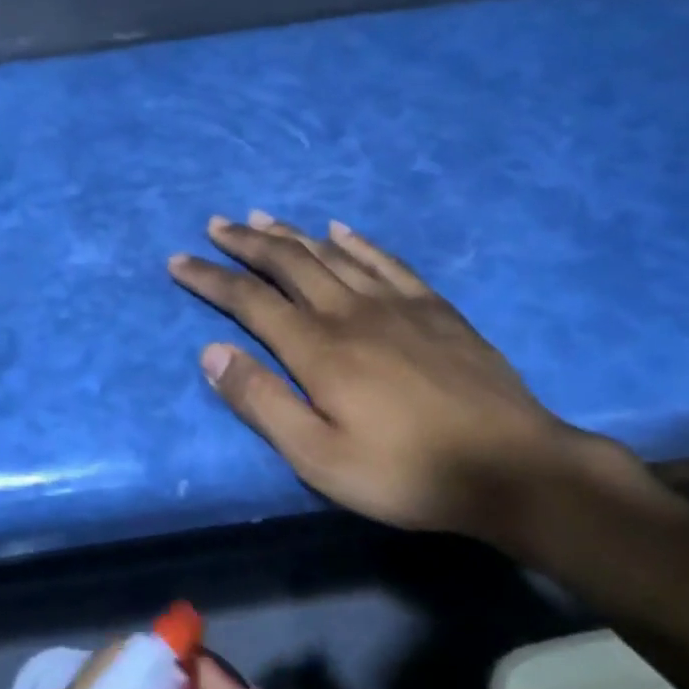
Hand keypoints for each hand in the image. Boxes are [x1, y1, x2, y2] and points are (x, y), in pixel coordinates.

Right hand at [169, 213, 618, 542]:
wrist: (510, 467)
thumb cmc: (404, 472)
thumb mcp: (318, 456)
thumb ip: (262, 402)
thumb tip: (212, 353)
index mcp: (317, 348)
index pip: (249, 300)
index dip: (210, 278)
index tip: (178, 260)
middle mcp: (350, 311)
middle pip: (288, 264)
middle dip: (246, 243)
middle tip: (217, 224)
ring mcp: (396, 304)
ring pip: (331, 254)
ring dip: (292, 234)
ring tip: (262, 217)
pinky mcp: (434, 308)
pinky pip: (386, 261)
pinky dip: (356, 241)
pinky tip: (340, 229)